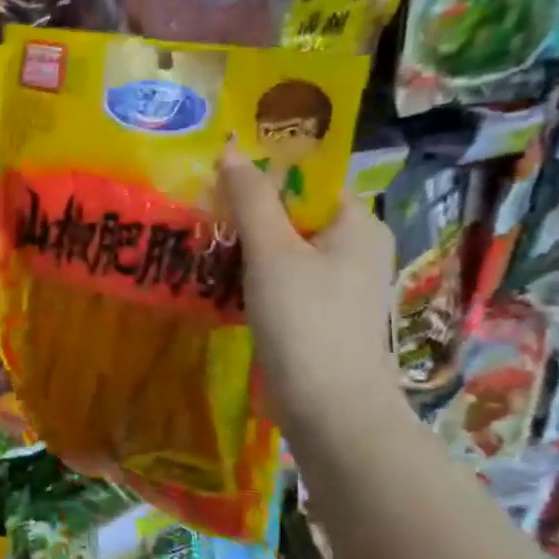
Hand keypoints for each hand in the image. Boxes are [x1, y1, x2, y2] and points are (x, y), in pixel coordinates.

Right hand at [217, 142, 401, 435]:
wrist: (329, 408)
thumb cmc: (306, 321)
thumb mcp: (272, 252)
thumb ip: (250, 200)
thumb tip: (230, 150)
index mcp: (357, 224)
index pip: (309, 179)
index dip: (265, 172)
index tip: (218, 175)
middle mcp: (355, 249)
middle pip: (294, 213)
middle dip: (248, 210)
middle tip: (201, 207)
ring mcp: (339, 285)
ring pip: (285, 249)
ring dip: (246, 244)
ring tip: (201, 239)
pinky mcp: (320, 315)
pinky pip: (283, 279)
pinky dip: (253, 275)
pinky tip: (218, 279)